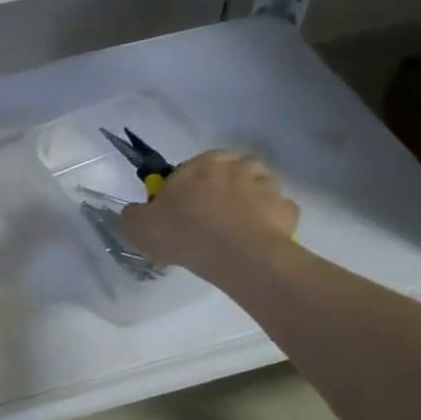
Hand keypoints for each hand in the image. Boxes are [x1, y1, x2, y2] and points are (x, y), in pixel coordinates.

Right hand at [120, 149, 299, 283]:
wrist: (238, 255)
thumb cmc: (185, 233)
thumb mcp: (139, 227)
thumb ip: (133, 215)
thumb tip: (136, 213)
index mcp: (200, 164)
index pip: (190, 168)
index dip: (184, 188)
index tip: (179, 211)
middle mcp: (236, 166)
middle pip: (228, 171)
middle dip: (221, 188)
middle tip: (210, 218)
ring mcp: (266, 186)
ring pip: (257, 186)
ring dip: (249, 200)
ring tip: (237, 228)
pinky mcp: (287, 210)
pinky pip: (277, 211)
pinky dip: (270, 221)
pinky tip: (258, 240)